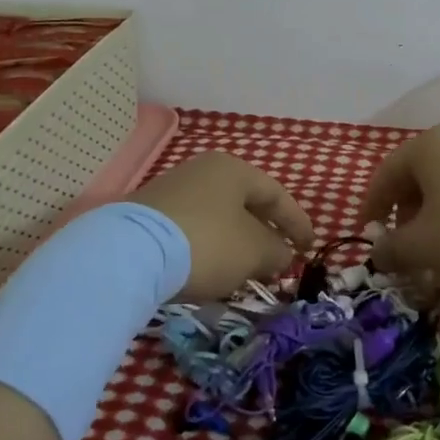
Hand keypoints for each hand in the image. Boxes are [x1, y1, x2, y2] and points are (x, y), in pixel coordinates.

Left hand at [129, 152, 314, 300]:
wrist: (130, 252)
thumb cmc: (207, 243)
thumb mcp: (254, 252)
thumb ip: (277, 251)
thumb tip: (281, 254)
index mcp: (233, 169)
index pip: (276, 193)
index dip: (297, 222)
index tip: (309, 247)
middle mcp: (202, 170)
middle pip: (243, 204)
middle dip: (264, 234)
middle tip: (276, 261)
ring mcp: (171, 190)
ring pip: (216, 217)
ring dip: (235, 243)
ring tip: (243, 271)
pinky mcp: (147, 215)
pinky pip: (191, 229)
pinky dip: (207, 247)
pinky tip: (208, 270)